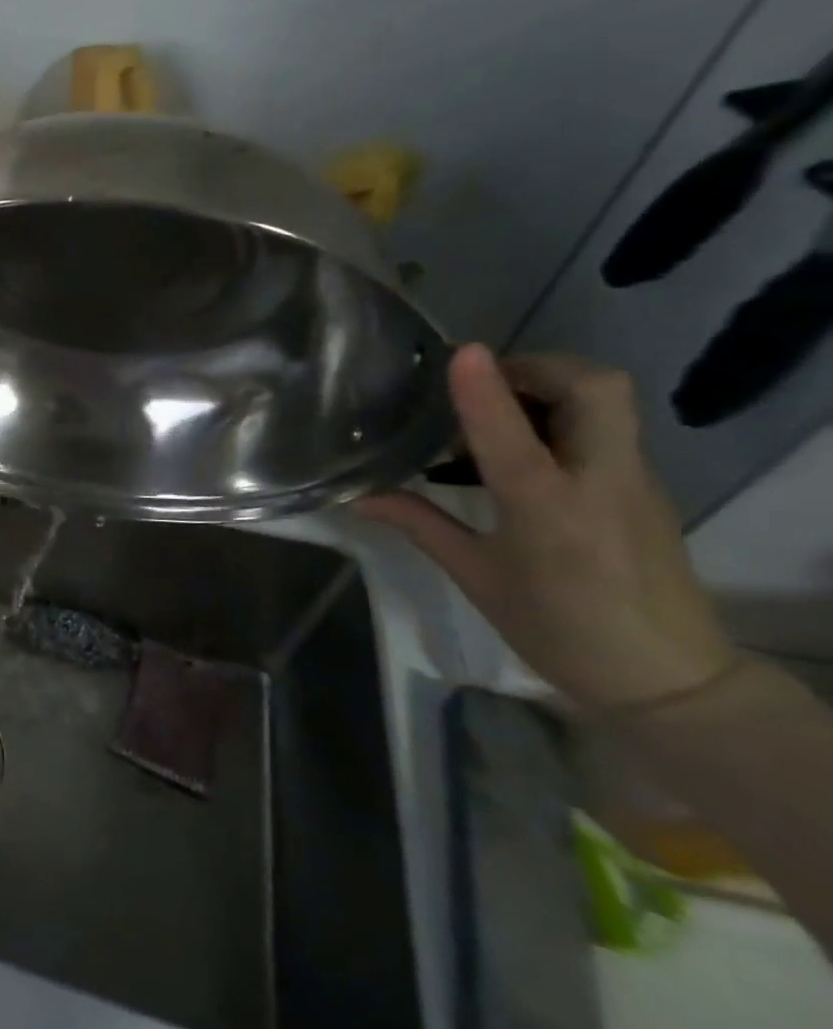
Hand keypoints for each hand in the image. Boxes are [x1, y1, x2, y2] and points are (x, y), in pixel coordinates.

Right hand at [359, 345, 735, 710]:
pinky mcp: (645, 487)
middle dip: (537, 367)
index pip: (512, 436)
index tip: (461, 351)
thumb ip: (420, 525)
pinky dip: (563, 415)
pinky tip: (523, 448)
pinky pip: (606, 427)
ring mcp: (632, 481)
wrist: (667, 677)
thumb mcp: (477, 577)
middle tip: (484, 380)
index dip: (484, 389)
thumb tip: (360, 496)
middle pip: (594, 389)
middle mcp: (598, 483)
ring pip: (607, 401)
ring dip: (551, 386)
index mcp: (547, 511)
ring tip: (495, 410)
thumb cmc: (556, 629)